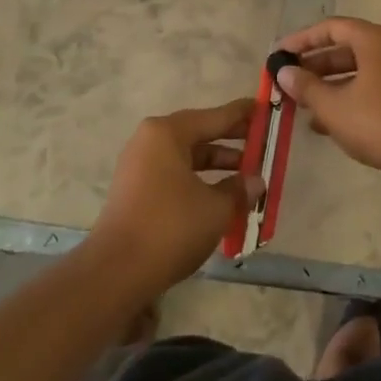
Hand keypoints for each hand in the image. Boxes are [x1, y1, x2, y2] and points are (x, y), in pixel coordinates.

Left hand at [90, 99, 263, 292]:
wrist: (116, 272)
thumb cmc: (171, 227)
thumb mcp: (215, 208)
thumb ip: (238, 190)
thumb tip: (255, 181)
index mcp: (167, 133)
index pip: (213, 117)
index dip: (242, 115)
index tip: (263, 107)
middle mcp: (150, 141)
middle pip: (198, 134)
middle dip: (230, 141)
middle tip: (261, 142)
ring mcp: (139, 167)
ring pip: (187, 157)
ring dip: (216, 166)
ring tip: (246, 176)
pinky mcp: (135, 191)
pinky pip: (174, 175)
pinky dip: (198, 181)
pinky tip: (220, 197)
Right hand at [274, 18, 380, 182]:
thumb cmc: (378, 122)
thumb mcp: (333, 106)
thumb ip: (306, 87)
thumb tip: (284, 72)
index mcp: (374, 40)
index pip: (331, 27)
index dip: (303, 39)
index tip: (280, 54)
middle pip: (345, 48)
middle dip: (315, 65)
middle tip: (289, 80)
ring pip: (357, 70)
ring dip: (329, 84)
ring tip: (302, 104)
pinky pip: (370, 87)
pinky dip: (348, 97)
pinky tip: (325, 123)